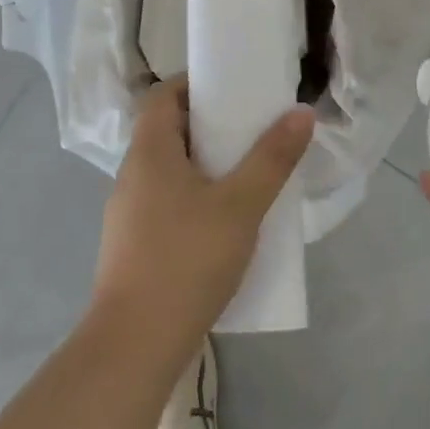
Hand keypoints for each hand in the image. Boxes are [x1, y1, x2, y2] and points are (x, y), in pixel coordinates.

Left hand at [92, 79, 314, 363]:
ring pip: (170, 170)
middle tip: (252, 130)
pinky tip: (226, 221)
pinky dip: (196, 197)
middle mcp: (132, 175)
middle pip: (168, 131)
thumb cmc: (187, 259)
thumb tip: (300, 112)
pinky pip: (168, 202)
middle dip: (210, 125)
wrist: (136, 343)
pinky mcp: (135, 245)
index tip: (233, 89)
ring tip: (248, 173)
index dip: (195, 84)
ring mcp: (129, 213)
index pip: (163, 96)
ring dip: (205, 164)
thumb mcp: (241, 205)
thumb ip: (272, 158)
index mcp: (149, 152)